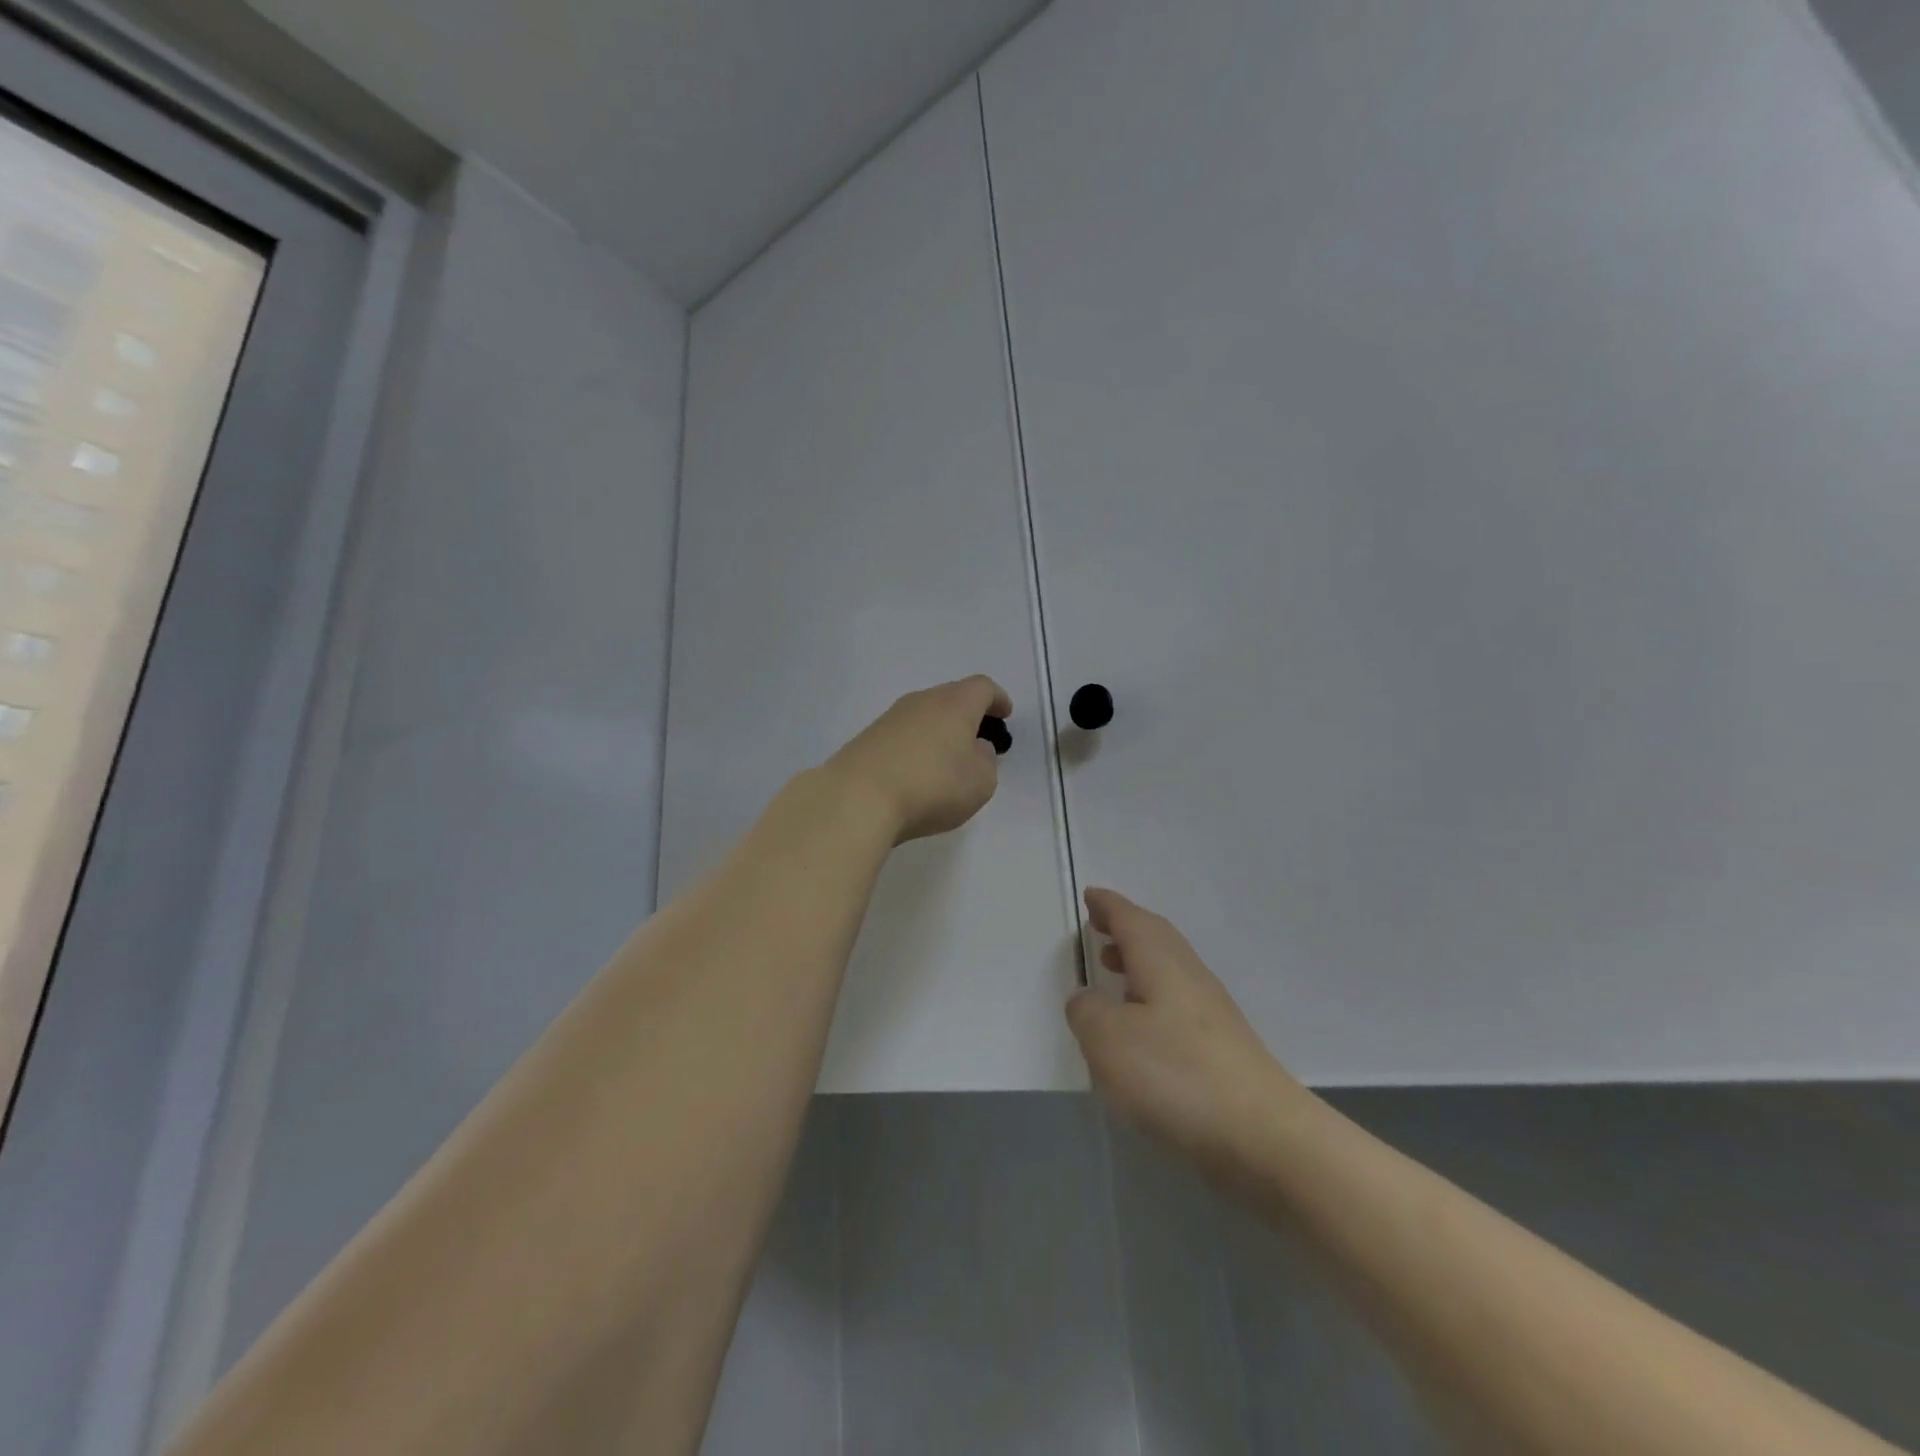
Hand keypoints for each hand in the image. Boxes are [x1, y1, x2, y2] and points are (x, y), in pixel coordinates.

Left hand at [826, 676, 1011, 843]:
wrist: (859, 798)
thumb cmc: (933, 785)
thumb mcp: (980, 782)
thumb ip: (986, 762)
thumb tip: (975, 749)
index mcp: (955, 703)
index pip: (982, 687)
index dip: (997, 699)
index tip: (1004, 713)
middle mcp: (922, 701)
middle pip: (950, 697)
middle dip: (967, 714)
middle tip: (978, 738)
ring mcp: (890, 718)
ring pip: (924, 716)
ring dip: (939, 732)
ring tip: (947, 760)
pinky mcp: (867, 739)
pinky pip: (903, 736)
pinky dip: (916, 747)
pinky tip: (917, 772)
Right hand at [1068, 888, 1300, 1170]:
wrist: (1264, 1136)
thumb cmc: (1177, 1075)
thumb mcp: (1108, 1040)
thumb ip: (1087, 1011)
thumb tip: (1086, 999)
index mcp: (1162, 962)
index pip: (1131, 920)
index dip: (1108, 906)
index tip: (1091, 895)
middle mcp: (1189, 976)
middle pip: (1156, 938)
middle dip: (1125, 929)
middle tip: (1098, 928)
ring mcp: (1212, 1013)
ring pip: (1168, 970)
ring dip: (1138, 963)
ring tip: (1111, 974)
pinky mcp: (1222, 1047)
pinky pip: (1176, 1002)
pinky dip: (1151, 997)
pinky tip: (1139, 1028)